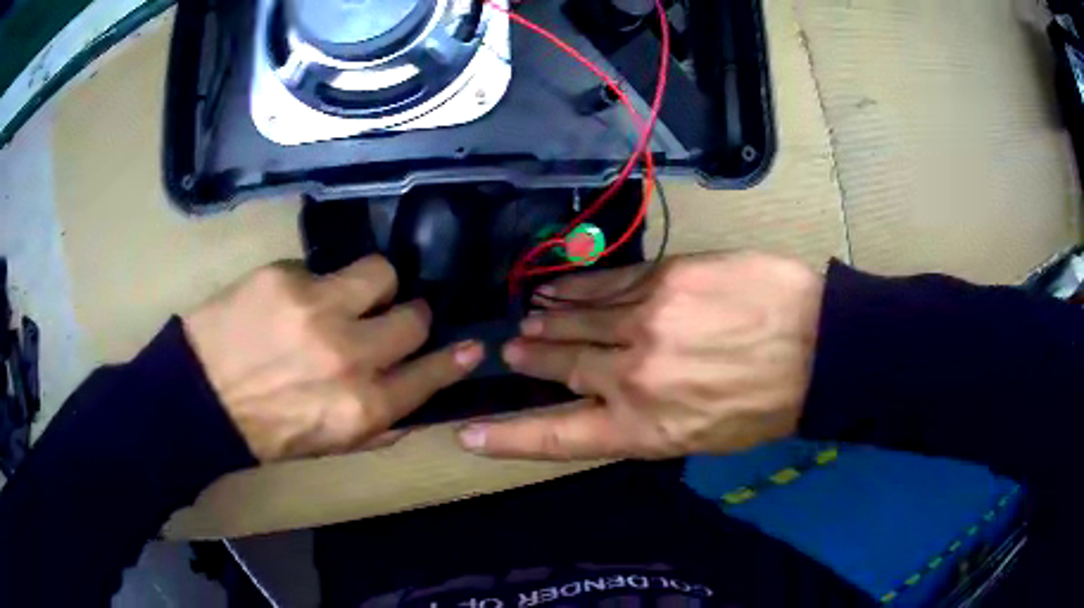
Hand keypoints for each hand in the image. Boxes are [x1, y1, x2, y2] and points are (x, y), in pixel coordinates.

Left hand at [183, 256, 483, 461]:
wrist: (198, 398)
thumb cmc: (265, 431)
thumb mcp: (328, 445)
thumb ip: (377, 428)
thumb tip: (416, 408)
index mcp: (362, 407)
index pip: (429, 375)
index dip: (453, 360)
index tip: (471, 346)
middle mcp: (350, 355)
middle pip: (412, 316)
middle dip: (408, 315)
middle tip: (387, 315)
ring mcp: (318, 308)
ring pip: (380, 272)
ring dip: (370, 285)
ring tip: (345, 295)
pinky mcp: (286, 276)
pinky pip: (322, 268)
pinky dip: (314, 284)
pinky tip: (288, 302)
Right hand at [458, 252, 822, 459]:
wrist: (816, 347)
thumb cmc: (765, 406)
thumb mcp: (701, 437)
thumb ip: (647, 421)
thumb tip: (610, 402)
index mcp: (642, 428)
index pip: (556, 437)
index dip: (508, 438)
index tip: (469, 433)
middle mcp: (631, 377)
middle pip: (561, 367)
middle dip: (532, 359)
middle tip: (510, 352)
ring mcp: (645, 321)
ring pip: (577, 320)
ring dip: (548, 321)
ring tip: (528, 319)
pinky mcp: (664, 278)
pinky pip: (606, 284)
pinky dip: (577, 287)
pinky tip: (558, 287)